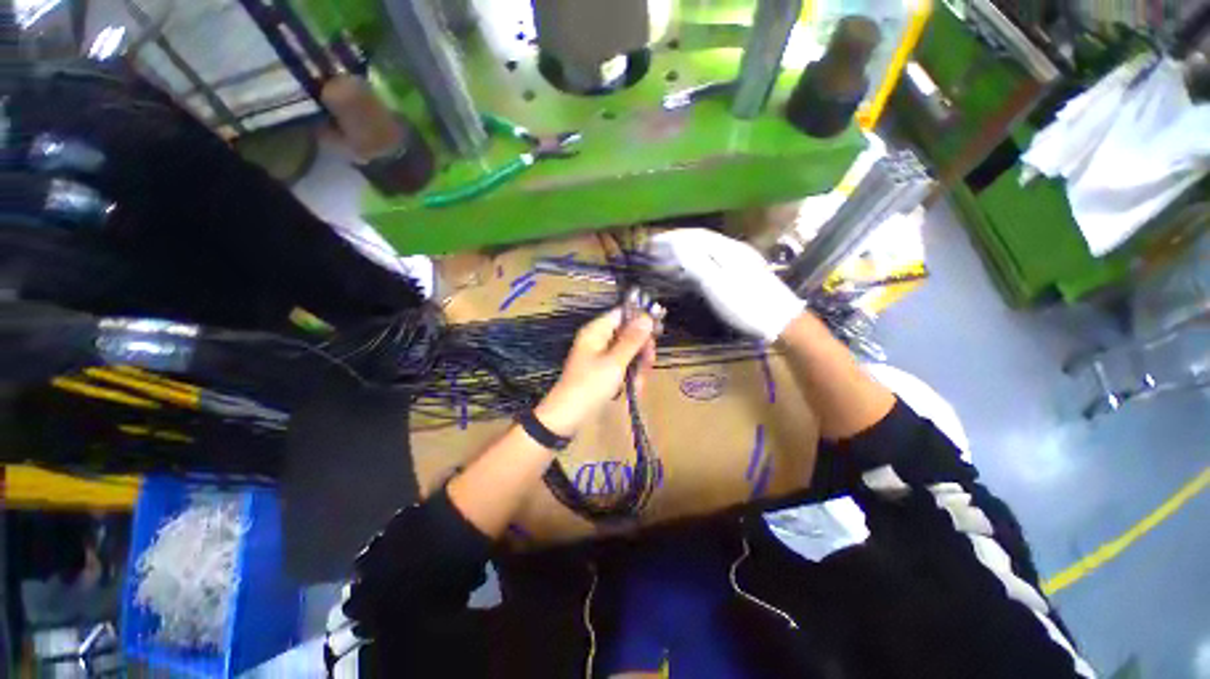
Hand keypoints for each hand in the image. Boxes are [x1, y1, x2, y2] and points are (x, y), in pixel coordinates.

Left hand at [534, 309, 655, 436]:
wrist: (568, 416)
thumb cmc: (590, 386)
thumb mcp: (615, 362)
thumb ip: (632, 340)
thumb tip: (647, 317)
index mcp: (596, 331)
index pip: (622, 314)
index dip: (640, 319)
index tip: (657, 331)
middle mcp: (598, 339)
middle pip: (628, 333)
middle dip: (641, 348)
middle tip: (649, 363)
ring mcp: (601, 356)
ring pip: (628, 351)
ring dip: (638, 366)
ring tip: (639, 383)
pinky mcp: (603, 371)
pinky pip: (623, 365)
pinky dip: (630, 375)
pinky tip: (635, 388)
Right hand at [650, 228, 804, 341]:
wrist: (782, 322)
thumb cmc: (747, 305)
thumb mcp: (718, 285)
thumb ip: (697, 263)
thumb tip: (676, 244)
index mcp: (728, 249)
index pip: (694, 235)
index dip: (671, 237)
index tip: (650, 242)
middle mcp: (734, 249)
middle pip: (700, 239)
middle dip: (675, 241)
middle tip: (654, 249)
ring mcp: (740, 260)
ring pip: (706, 249)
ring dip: (684, 250)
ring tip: (666, 257)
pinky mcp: (742, 272)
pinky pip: (712, 260)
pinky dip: (695, 261)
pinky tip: (689, 270)